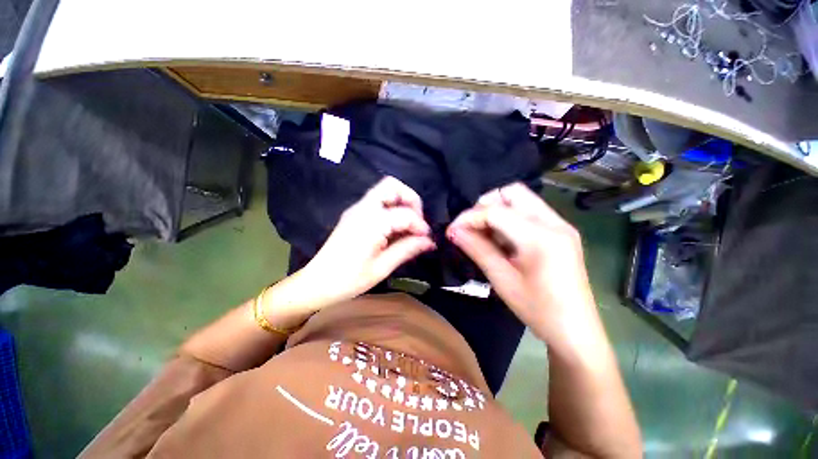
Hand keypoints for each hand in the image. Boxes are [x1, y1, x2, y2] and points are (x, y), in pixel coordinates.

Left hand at [298, 176, 435, 305]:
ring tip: (409, 226)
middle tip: (418, 222)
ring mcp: (357, 209)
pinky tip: (395, 229)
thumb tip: (429, 241)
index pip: (405, 213)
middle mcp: (363, 208)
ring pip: (385, 190)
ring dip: (401, 203)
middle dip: (411, 200)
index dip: (420, 225)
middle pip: (392, 186)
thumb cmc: (349, 279)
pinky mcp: (354, 214)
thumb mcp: (382, 267)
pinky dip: (392, 209)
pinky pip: (378, 202)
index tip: (427, 240)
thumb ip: (407, 249)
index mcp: (371, 221)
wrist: (317, 283)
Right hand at [446, 183, 598, 346]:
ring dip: (497, 210)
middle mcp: (554, 222)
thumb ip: (477, 249)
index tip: (452, 230)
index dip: (469, 217)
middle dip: (485, 205)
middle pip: (512, 192)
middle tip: (471, 226)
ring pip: (520, 199)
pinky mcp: (560, 231)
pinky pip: (529, 211)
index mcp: (541, 237)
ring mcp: (560, 224)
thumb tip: (454, 231)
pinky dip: (509, 218)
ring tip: (483, 233)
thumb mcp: (502, 280)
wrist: (576, 331)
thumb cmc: (538, 310)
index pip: (495, 211)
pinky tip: (501, 238)